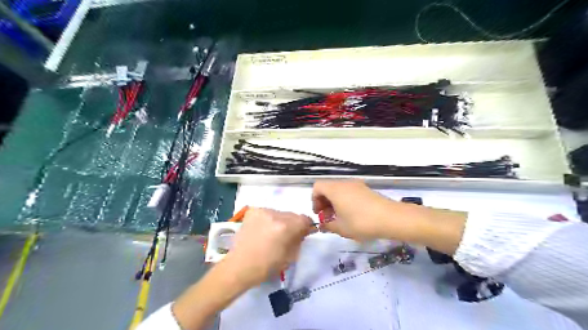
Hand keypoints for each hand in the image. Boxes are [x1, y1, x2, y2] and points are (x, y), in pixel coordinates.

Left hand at [223, 208, 311, 286]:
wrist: (240, 266)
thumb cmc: (267, 266)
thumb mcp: (290, 256)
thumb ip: (299, 240)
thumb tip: (304, 231)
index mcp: (286, 227)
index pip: (304, 219)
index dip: (306, 226)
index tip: (304, 233)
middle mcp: (275, 215)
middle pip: (292, 215)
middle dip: (293, 224)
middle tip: (288, 235)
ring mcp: (262, 211)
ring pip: (280, 213)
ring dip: (280, 221)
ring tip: (273, 233)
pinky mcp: (253, 211)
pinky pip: (268, 212)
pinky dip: (269, 219)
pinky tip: (263, 230)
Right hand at [310, 179, 396, 240]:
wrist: (391, 218)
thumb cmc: (361, 222)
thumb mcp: (341, 228)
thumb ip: (328, 226)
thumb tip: (323, 225)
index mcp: (335, 189)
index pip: (317, 187)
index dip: (314, 200)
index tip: (320, 213)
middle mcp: (345, 183)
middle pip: (328, 187)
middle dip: (324, 202)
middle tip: (328, 217)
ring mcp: (357, 185)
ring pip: (339, 190)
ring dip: (335, 202)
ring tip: (340, 218)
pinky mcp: (366, 189)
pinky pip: (349, 192)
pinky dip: (345, 201)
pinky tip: (352, 215)